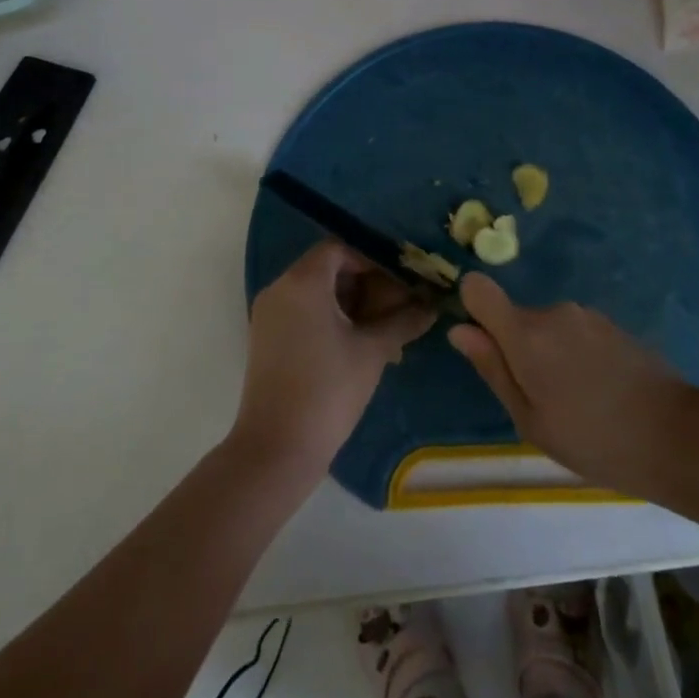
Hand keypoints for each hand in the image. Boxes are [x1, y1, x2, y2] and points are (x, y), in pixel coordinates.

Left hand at [231, 241, 436, 487]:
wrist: (277, 449)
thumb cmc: (328, 390)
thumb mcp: (373, 352)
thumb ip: (403, 321)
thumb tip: (431, 306)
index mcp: (303, 281)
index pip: (341, 249)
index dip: (373, 259)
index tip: (401, 279)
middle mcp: (280, 288)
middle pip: (328, 268)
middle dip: (366, 283)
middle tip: (398, 305)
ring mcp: (269, 314)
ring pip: (316, 292)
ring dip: (351, 303)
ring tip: (384, 328)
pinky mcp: (267, 338)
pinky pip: (303, 312)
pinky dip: (330, 318)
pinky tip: (358, 344)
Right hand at [448, 273, 696, 498]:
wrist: (679, 436)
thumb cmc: (595, 440)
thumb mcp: (531, 420)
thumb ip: (493, 369)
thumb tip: (459, 330)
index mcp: (525, 334)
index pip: (478, 288)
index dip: (472, 308)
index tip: (484, 344)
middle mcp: (553, 311)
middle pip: (514, 316)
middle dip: (517, 348)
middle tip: (542, 400)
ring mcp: (586, 315)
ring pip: (546, 327)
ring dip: (549, 354)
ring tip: (577, 402)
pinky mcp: (612, 324)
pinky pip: (575, 332)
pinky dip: (576, 355)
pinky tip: (601, 393)